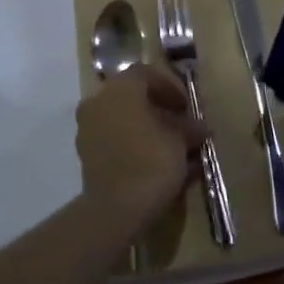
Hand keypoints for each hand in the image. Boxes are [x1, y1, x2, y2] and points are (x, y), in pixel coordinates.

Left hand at [76, 65, 204, 232]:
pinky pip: (113, 139)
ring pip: (121, 118)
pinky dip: (132, 144)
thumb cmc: (152, 162)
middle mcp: (99, 100)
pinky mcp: (85, 153)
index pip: (146, 74)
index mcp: (121, 88)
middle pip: (131, 96)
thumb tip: (198, 127)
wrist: (116, 209)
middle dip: (157, 109)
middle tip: (179, 125)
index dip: (170, 87)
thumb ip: (189, 128)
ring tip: (169, 147)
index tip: (186, 107)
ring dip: (144, 128)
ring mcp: (88, 127)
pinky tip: (153, 162)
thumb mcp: (180, 141)